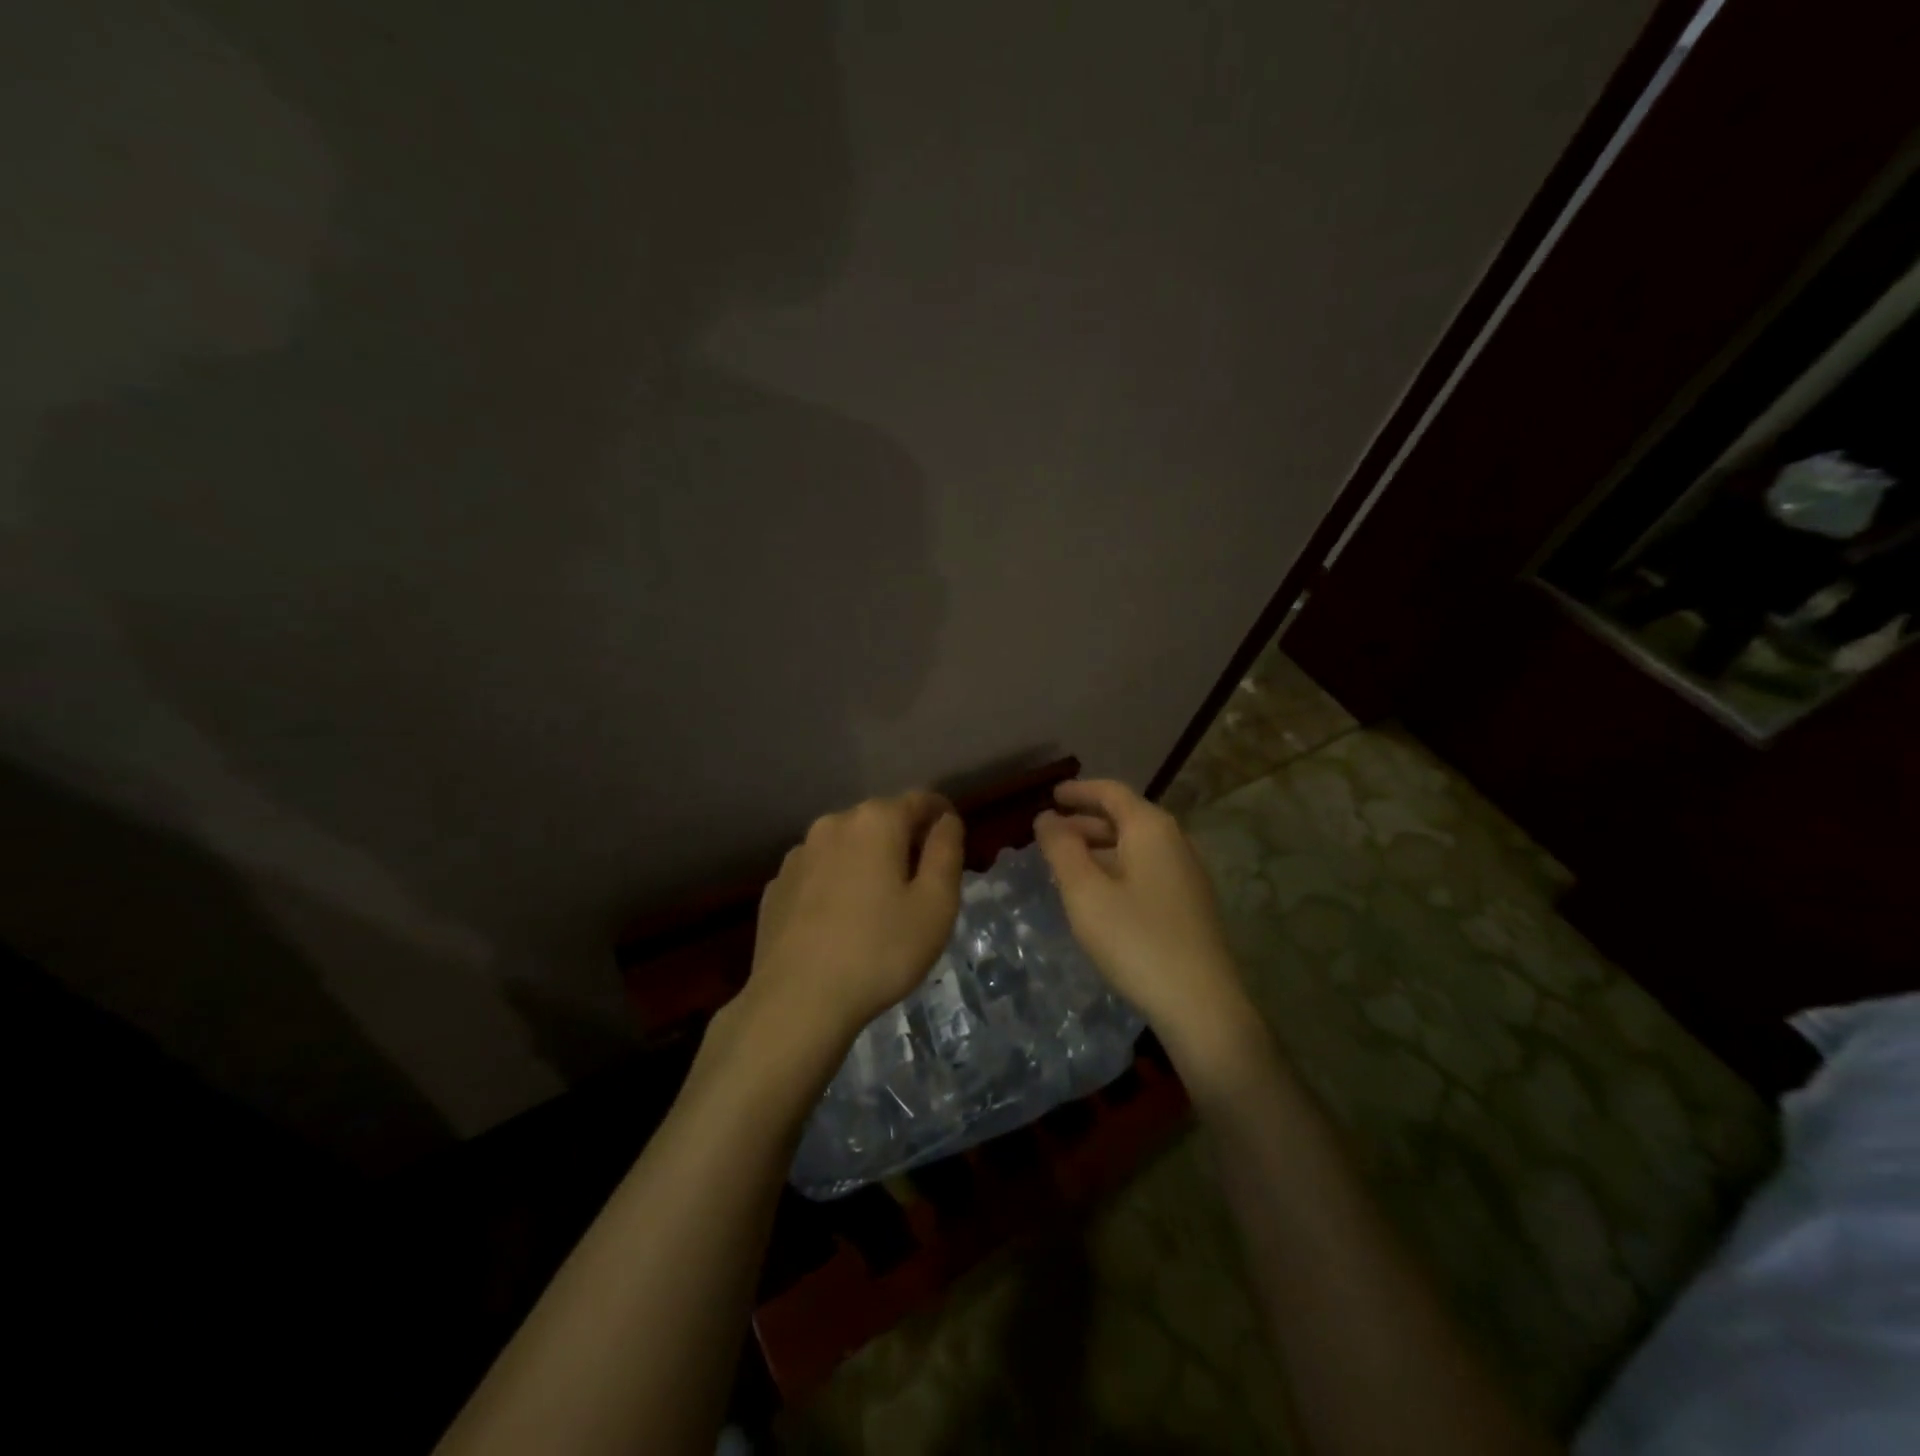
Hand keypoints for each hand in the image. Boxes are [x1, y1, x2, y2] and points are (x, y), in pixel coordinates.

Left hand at [742, 791, 963, 1052]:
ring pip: (846, 847)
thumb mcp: (935, 905)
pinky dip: (835, 886)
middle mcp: (833, 824)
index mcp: (876, 821)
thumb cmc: (880, 951)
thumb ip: (947, 853)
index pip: (921, 800)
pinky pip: (818, 874)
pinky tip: (839, 923)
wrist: (796, 1002)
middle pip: (880, 821)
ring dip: (866, 863)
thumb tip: (947, 821)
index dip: (942, 816)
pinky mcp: (776, 887)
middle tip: (921, 883)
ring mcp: (798, 855)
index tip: (953, 842)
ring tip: (878, 907)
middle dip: (904, 841)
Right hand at [1034, 780, 1256, 1063]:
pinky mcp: (1189, 904)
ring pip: (1135, 846)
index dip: (1078, 791)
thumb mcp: (1085, 892)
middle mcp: (1174, 842)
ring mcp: (1186, 874)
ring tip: (1066, 863)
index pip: (1111, 792)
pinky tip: (1098, 893)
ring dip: (1099, 847)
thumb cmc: (1136, 939)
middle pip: (1125, 817)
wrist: (1201, 1005)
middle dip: (1085, 821)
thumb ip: (1061, 849)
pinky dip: (1116, 867)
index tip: (1050, 795)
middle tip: (1050, 833)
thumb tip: (1046, 818)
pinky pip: (1145, 869)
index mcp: (1151, 828)